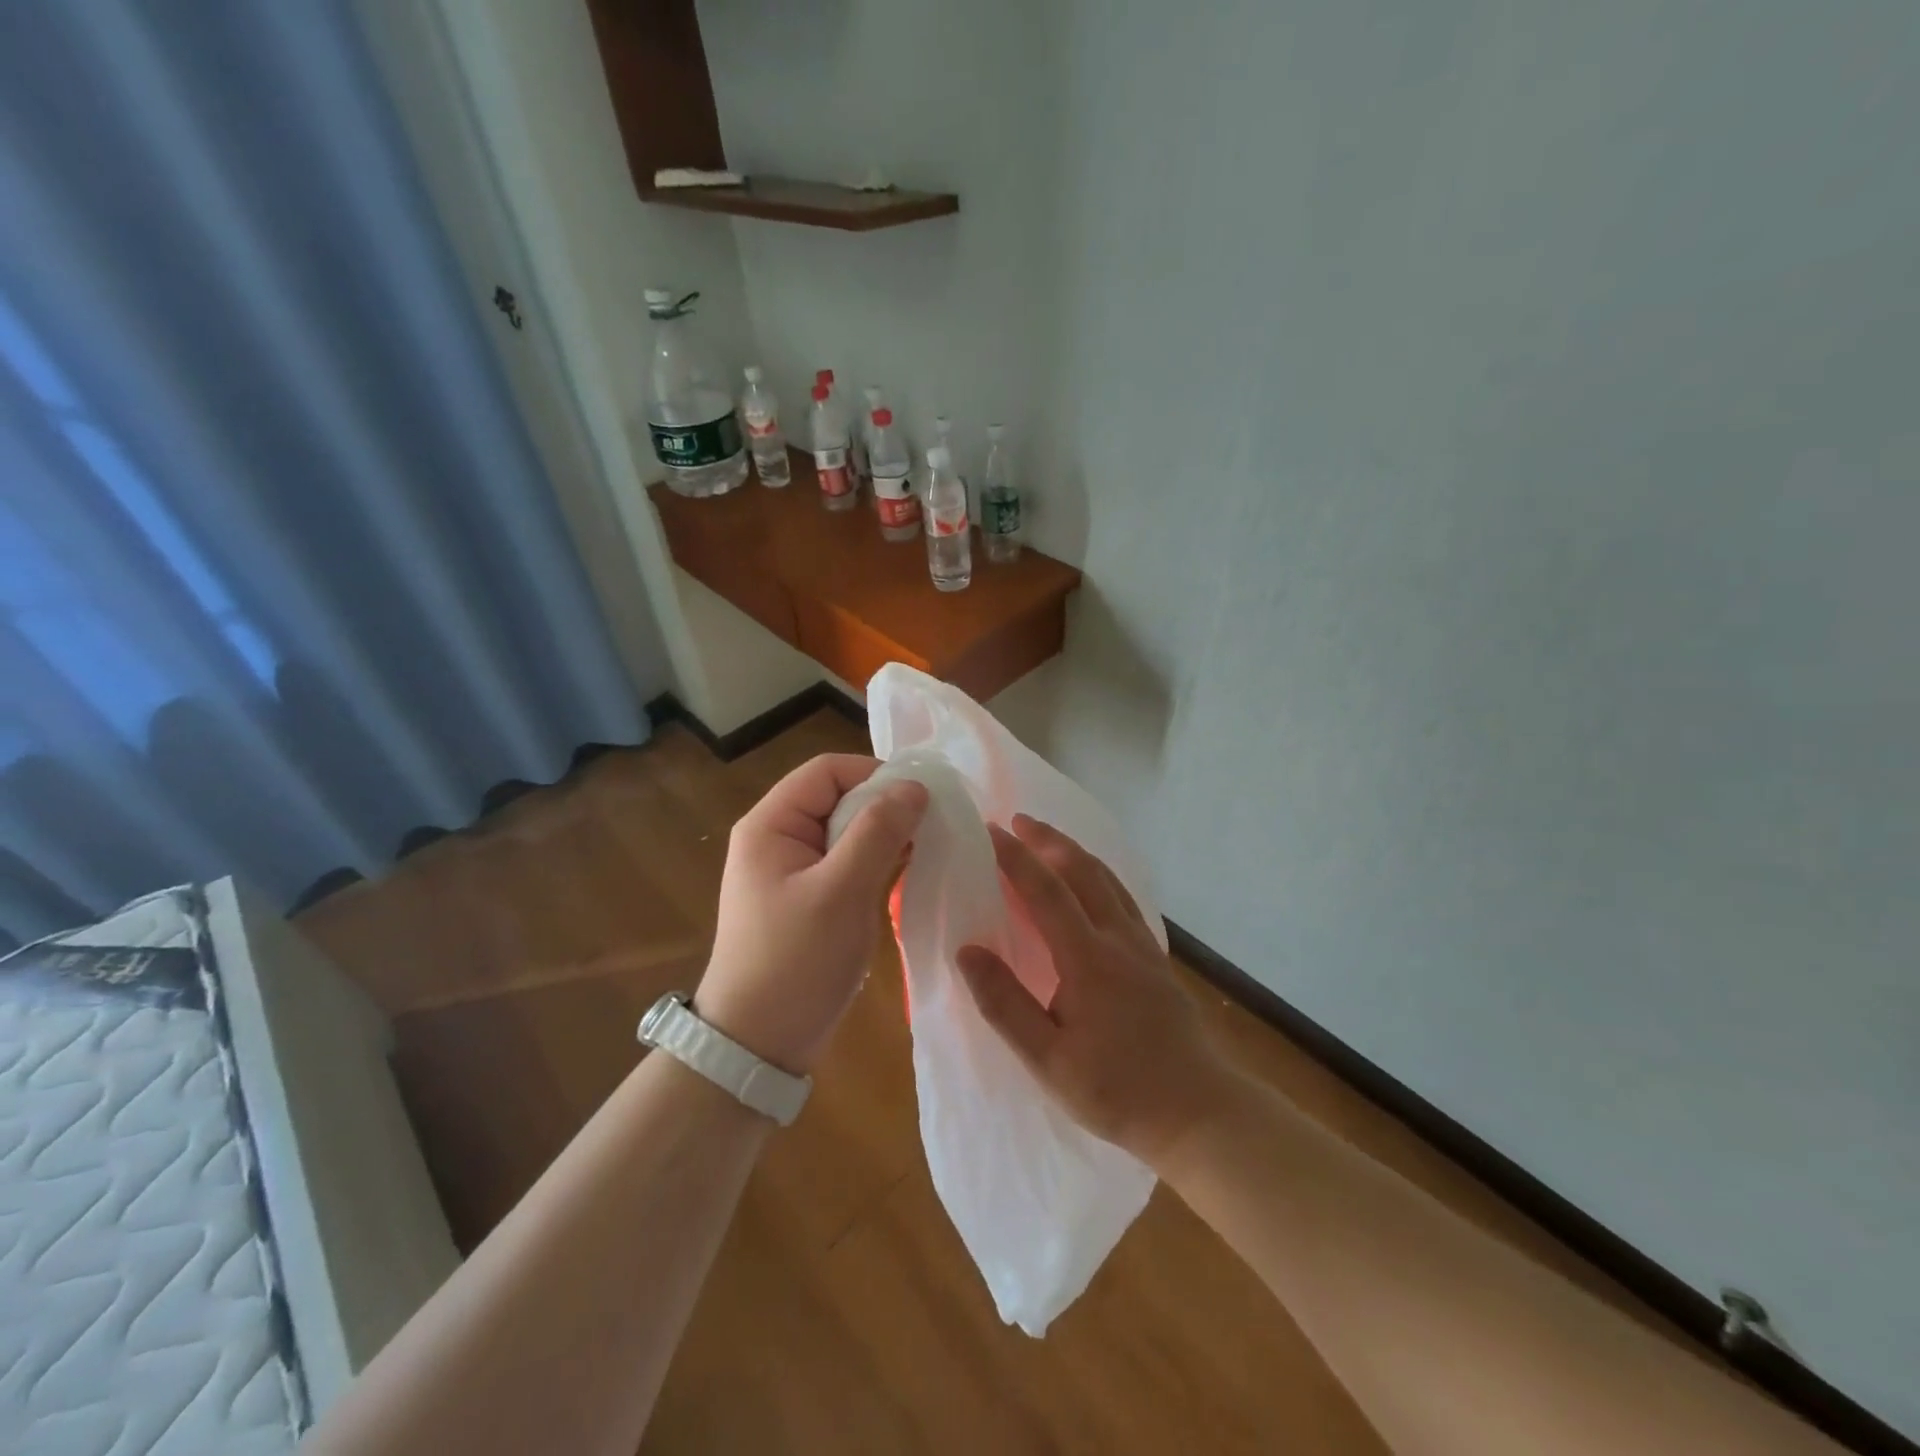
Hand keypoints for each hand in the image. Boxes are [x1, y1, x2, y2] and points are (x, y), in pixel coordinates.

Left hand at [697, 754, 926, 1074]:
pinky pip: (849, 862)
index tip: (921, 799)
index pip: (828, 771)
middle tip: (931, 827)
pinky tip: (909, 872)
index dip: (875, 774)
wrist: (758, 1043)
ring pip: (848, 831)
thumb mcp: (841, 891)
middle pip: (839, 798)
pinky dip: (878, 862)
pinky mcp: (810, 897)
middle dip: (885, 807)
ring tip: (927, 848)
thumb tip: (915, 786)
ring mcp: (795, 870)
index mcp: (772, 824)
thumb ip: (878, 832)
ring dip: (886, 836)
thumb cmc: (795, 961)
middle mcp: (779, 837)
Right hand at [956, 815, 1240, 1170]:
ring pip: (1107, 880)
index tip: (989, 831)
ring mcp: (1142, 945)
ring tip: (1049, 840)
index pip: (1045, 890)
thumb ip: (1004, 1003)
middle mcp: (1117, 938)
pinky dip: (1099, 875)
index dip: (1015, 857)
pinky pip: (1123, 898)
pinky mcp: (1156, 959)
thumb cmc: (1116, 1090)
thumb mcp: (1047, 1060)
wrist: (1199, 1111)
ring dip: (1075, 852)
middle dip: (1048, 839)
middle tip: (1017, 821)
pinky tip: (1093, 885)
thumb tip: (966, 951)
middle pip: (1082, 870)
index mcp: (1087, 957)